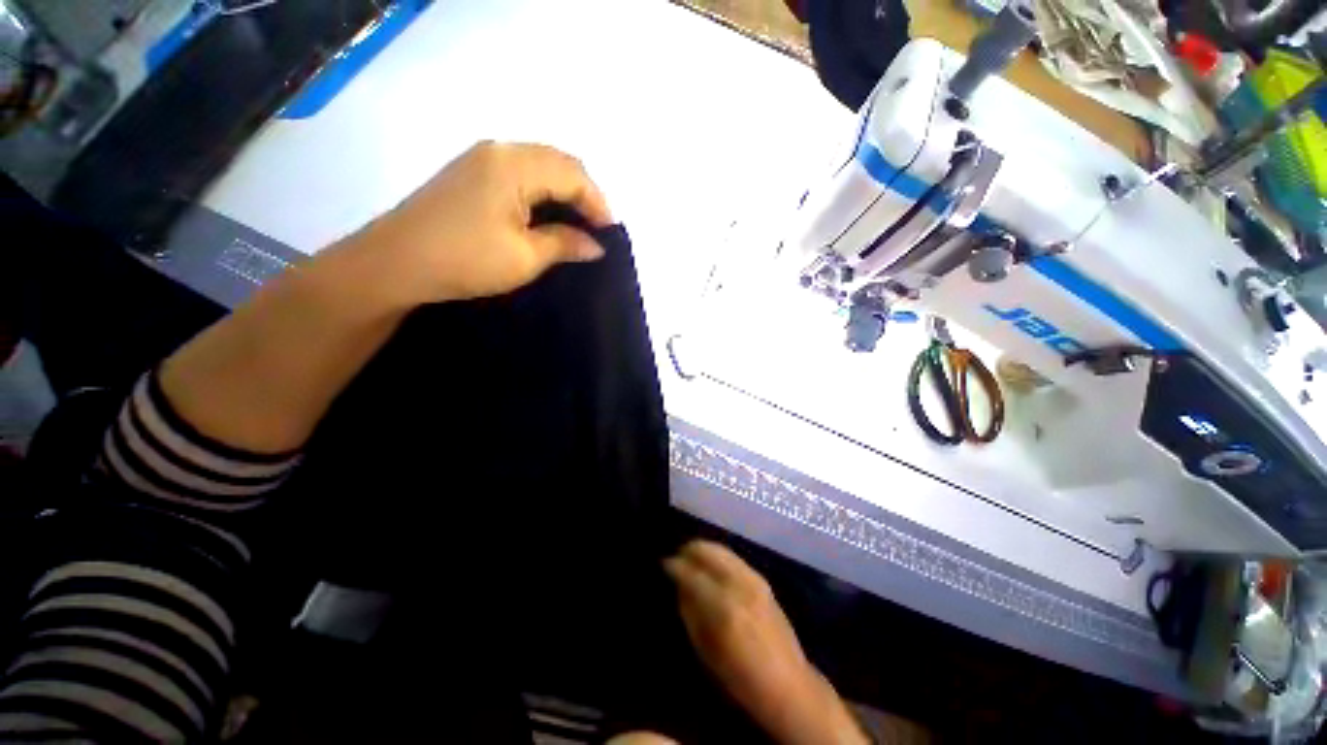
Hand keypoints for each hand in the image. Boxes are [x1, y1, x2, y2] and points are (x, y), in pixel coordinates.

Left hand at [344, 141, 613, 305]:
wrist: (395, 263)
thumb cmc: (466, 260)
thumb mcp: (525, 257)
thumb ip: (565, 244)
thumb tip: (595, 245)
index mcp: (515, 165)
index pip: (572, 175)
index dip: (598, 203)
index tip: (611, 234)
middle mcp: (499, 149)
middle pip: (558, 161)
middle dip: (585, 193)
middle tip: (597, 227)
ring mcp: (481, 157)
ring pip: (540, 163)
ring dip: (564, 189)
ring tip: (578, 222)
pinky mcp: (471, 171)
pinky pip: (521, 170)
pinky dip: (543, 189)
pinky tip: (548, 212)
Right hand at [664, 541, 869, 744]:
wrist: (789, 684)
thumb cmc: (741, 678)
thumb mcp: (706, 651)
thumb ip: (690, 612)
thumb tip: (679, 585)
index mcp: (723, 608)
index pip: (692, 573)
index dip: (674, 565)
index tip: (663, 563)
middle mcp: (739, 585)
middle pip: (708, 551)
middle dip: (689, 549)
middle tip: (676, 556)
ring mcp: (754, 579)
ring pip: (721, 549)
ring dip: (703, 549)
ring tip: (690, 556)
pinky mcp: (762, 579)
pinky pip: (733, 557)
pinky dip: (718, 555)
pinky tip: (710, 563)